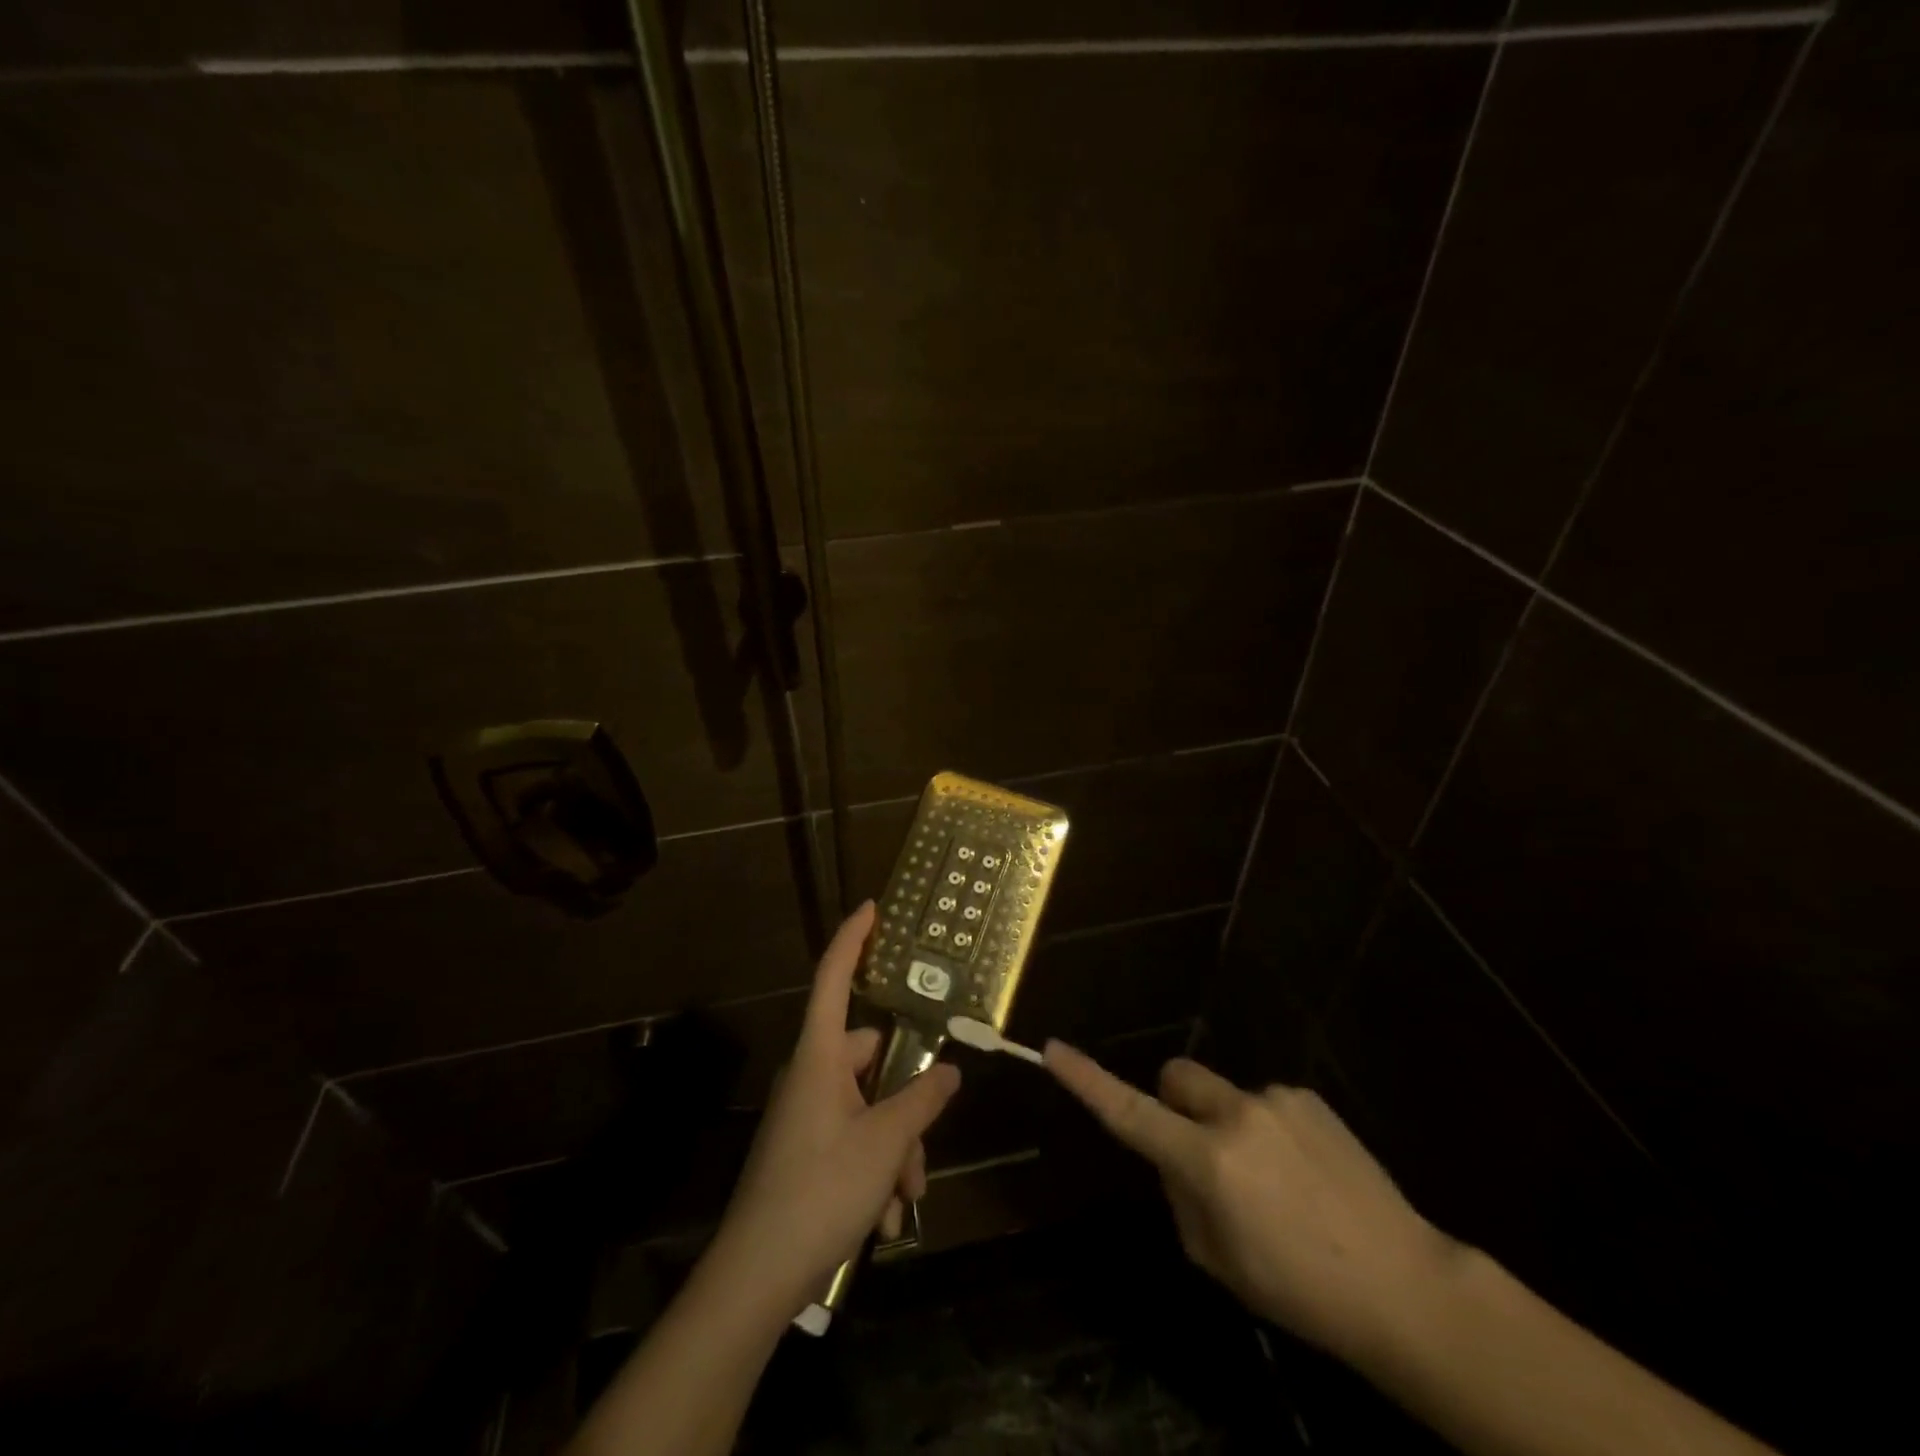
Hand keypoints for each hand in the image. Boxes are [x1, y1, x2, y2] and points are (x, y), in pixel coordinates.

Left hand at [709, 902, 960, 1320]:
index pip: (834, 978)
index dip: (853, 939)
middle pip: (871, 1060)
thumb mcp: (886, 1142)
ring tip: (905, 1198)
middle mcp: (811, 1075)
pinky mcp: (805, 1150)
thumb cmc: (822, 1188)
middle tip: (924, 1147)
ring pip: (869, 1107)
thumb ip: (922, 1099)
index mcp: (820, 1056)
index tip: (871, 908)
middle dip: (907, 1102)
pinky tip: (886, 1218)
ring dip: (896, 1148)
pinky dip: (876, 1169)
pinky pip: (853, 1139)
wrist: (757, 1275)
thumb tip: (950, 1071)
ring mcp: (806, 1114)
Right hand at [1045, 1042, 1456, 1364]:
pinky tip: (1304, 1173)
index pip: (1130, 1113)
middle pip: (1176, 1076)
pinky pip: (1264, 1102)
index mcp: (1208, 1162)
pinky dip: (1267, 1128)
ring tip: (1274, 1181)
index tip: (1054, 1048)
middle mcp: (1236, 1116)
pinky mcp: (1307, 1096)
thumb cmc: (1299, 1290)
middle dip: (1174, 1102)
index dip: (1087, 1081)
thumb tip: (1174, 1157)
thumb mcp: (1218, 1260)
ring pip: (1223, 1095)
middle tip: (1200, 1152)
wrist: (1403, 1285)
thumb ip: (1181, 1196)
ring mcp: (1275, 1100)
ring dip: (1228, 1124)